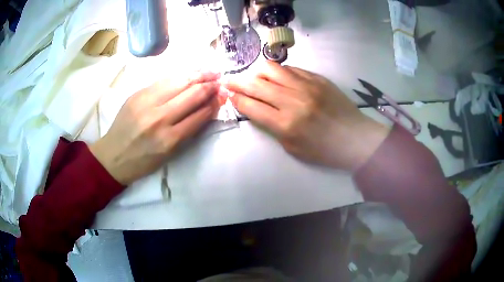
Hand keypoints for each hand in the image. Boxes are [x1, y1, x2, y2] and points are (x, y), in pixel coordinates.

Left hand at [90, 72, 220, 184]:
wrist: (113, 155)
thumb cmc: (143, 160)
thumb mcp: (169, 153)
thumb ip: (188, 130)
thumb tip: (206, 108)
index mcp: (169, 139)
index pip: (200, 115)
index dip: (214, 103)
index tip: (223, 96)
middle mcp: (159, 118)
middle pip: (192, 94)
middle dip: (210, 85)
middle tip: (220, 80)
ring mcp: (146, 103)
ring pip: (179, 81)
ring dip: (198, 75)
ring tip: (210, 72)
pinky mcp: (137, 94)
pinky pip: (164, 80)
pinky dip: (180, 75)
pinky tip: (189, 73)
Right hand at [225, 62, 389, 170]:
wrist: (355, 138)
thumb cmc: (323, 149)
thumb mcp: (292, 147)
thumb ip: (272, 127)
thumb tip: (256, 109)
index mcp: (286, 124)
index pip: (251, 106)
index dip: (236, 100)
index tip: (229, 96)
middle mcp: (293, 100)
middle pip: (256, 84)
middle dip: (237, 82)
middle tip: (228, 81)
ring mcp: (306, 85)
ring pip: (271, 69)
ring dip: (256, 72)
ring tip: (253, 77)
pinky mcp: (317, 78)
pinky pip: (291, 68)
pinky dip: (278, 72)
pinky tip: (277, 77)